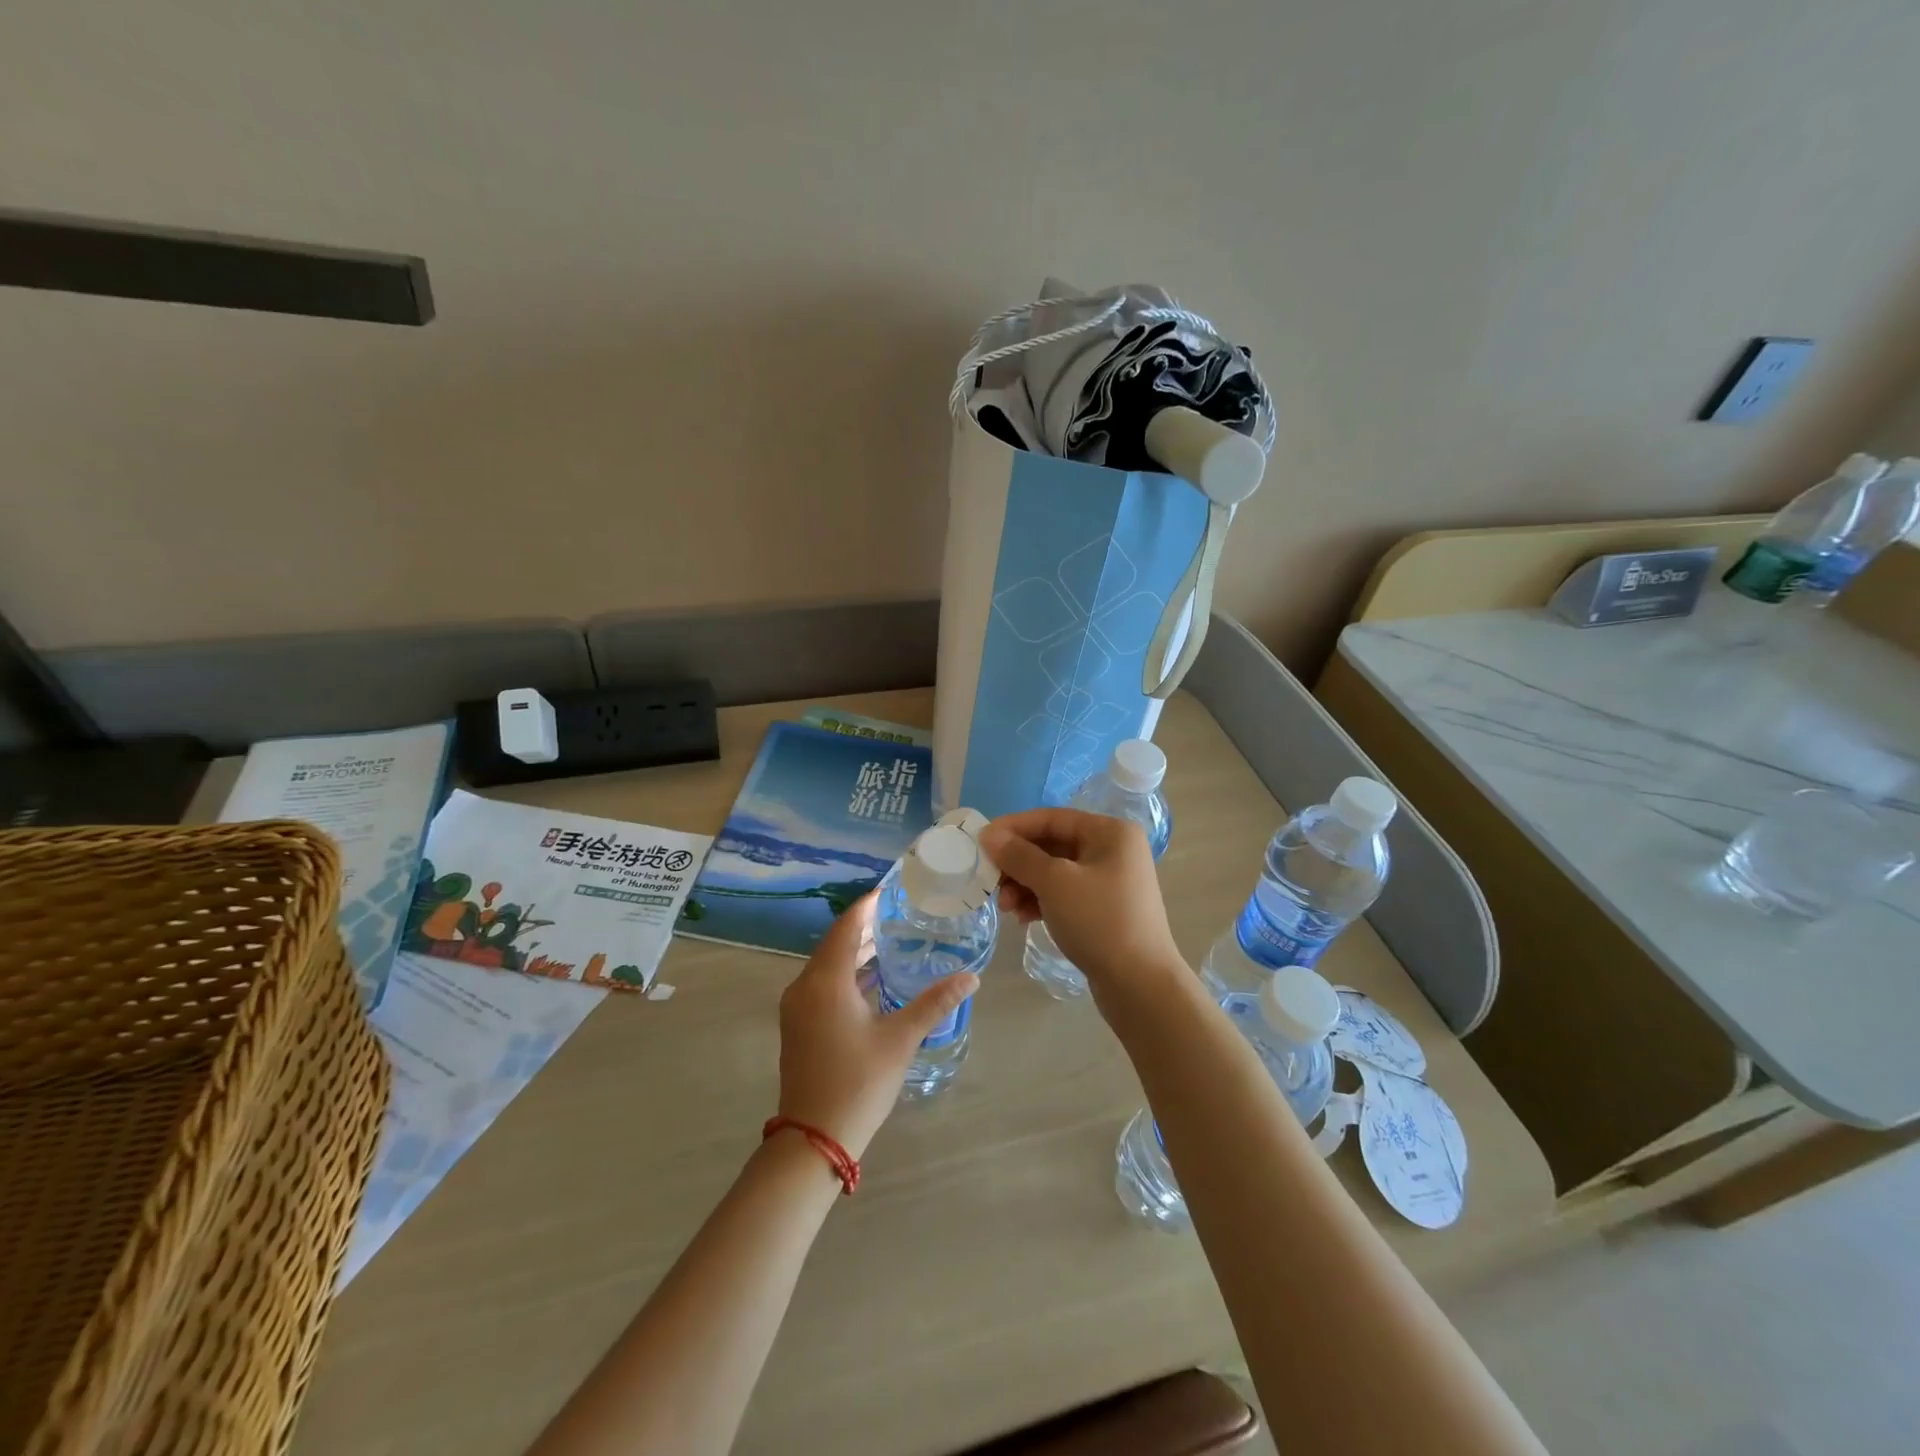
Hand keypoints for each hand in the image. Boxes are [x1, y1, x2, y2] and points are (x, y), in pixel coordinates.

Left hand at [775, 892, 978, 1158]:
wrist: (813, 1139)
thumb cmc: (858, 1082)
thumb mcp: (900, 1039)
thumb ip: (934, 1003)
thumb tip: (971, 977)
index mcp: (825, 981)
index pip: (847, 926)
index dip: (868, 905)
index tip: (893, 890)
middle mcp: (805, 986)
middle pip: (835, 942)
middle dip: (866, 926)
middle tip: (901, 913)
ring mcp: (797, 1007)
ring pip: (828, 964)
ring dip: (856, 950)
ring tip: (893, 939)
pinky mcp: (798, 1025)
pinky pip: (822, 983)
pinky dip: (846, 973)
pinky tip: (873, 979)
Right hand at [980, 809, 1186, 1002]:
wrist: (1140, 985)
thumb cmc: (1099, 921)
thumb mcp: (1054, 883)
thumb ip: (1019, 856)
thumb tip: (989, 836)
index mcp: (1110, 832)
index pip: (1051, 818)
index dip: (1013, 828)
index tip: (981, 842)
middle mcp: (1113, 849)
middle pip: (1052, 845)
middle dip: (1018, 863)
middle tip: (990, 882)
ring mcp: (1110, 881)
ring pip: (1055, 872)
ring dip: (1025, 885)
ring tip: (1006, 908)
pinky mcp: (1104, 909)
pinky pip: (1064, 893)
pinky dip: (1041, 901)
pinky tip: (1023, 919)